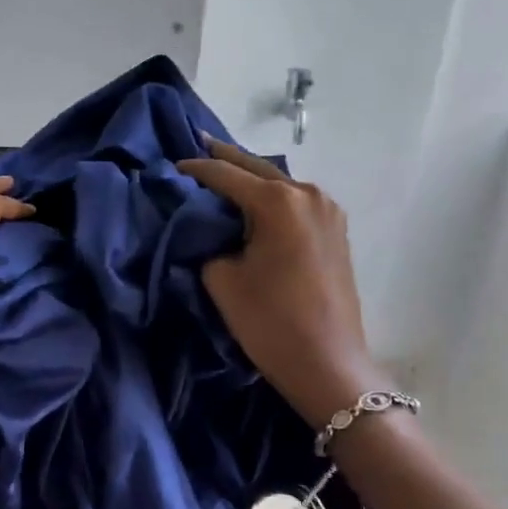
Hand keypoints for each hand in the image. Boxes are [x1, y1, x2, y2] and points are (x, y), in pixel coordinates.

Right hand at [179, 139, 382, 426]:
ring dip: (251, 178)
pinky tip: (254, 201)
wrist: (327, 363)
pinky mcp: (336, 230)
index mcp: (277, 202)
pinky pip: (295, 201)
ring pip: (279, 183)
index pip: (225, 176)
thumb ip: (208, 242)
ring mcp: (327, 211)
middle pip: (257, 168)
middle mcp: (307, 194)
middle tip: (199, 145)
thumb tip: (208, 229)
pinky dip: (270, 196)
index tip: (171, 168)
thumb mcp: (221, 279)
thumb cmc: (270, 321)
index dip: (195, 170)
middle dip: (225, 159)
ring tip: (222, 172)